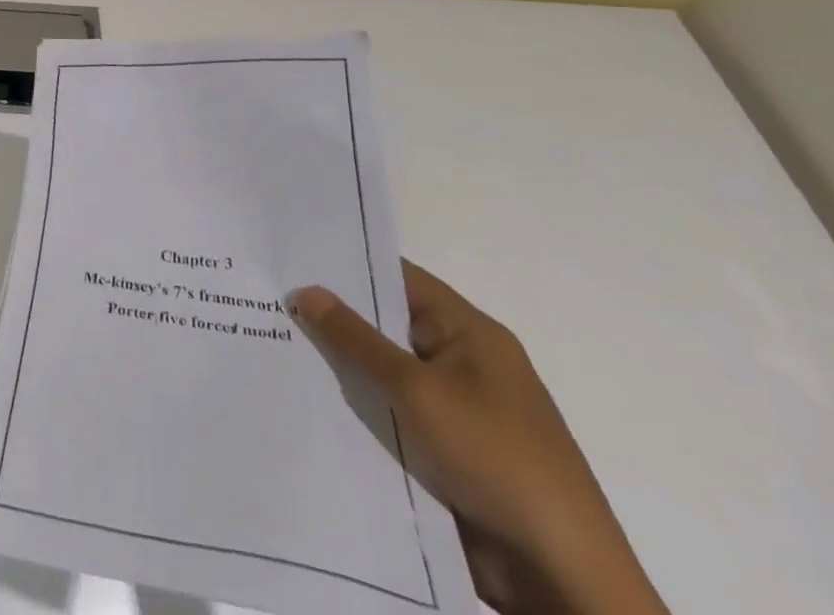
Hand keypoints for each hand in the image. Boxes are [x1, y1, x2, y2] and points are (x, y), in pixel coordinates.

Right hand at [290, 264, 667, 614]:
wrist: (563, 578)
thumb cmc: (494, 459)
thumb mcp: (416, 390)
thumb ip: (356, 339)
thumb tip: (305, 290)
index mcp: (470, 333)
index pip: (399, 278)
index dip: (347, 264)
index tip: (292, 256)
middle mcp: (465, 363)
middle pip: (387, 325)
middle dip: (334, 317)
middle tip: (270, 300)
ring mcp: (458, 411)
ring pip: (385, 374)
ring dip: (342, 368)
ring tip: (275, 345)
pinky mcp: (448, 454)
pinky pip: (392, 416)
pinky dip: (359, 410)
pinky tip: (308, 402)